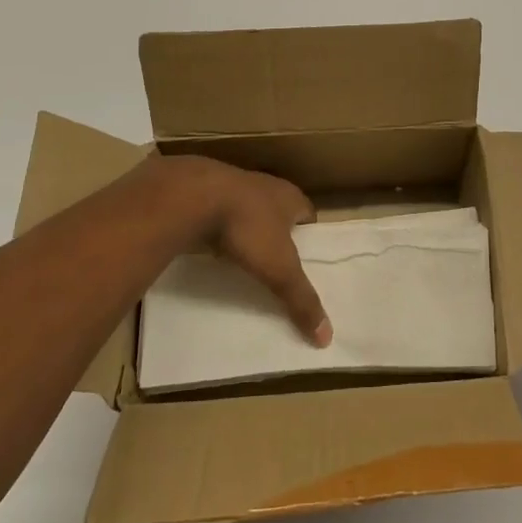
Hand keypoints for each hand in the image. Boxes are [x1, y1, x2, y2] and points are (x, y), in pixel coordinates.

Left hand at [157, 156, 330, 345]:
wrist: (194, 196)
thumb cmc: (248, 226)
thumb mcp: (279, 268)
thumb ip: (301, 299)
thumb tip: (327, 336)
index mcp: (291, 196)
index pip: (309, 216)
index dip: (309, 237)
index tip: (306, 260)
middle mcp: (267, 186)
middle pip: (280, 212)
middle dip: (279, 235)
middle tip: (277, 263)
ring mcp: (235, 185)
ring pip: (250, 211)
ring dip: (250, 230)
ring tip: (247, 258)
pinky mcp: (207, 191)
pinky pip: (222, 214)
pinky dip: (223, 229)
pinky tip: (217, 247)